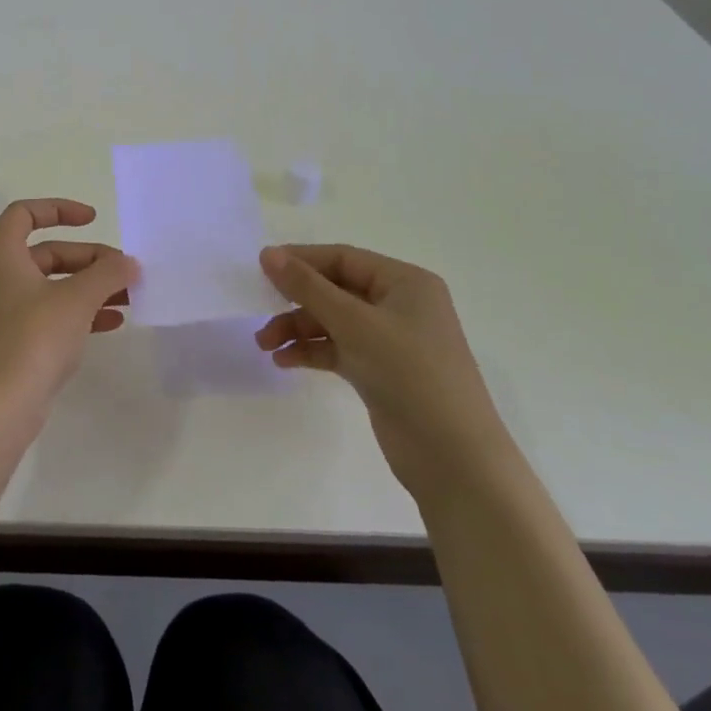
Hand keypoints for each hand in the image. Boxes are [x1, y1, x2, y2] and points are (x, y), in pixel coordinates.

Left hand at [0, 199, 137, 438]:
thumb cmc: (32, 339)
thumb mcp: (77, 299)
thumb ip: (107, 274)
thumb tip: (128, 264)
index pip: (25, 213)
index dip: (60, 209)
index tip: (94, 220)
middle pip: (44, 252)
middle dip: (87, 259)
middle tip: (123, 272)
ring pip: (47, 285)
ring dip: (87, 287)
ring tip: (127, 299)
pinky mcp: (4, 340)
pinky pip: (43, 313)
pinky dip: (74, 312)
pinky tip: (110, 323)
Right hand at [256, 244, 515, 500]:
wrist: (453, 457)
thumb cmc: (409, 373)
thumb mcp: (354, 323)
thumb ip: (308, 287)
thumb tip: (267, 253)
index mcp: (405, 282)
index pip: (343, 259)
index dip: (301, 260)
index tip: (260, 268)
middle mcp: (400, 305)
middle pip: (335, 290)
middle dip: (296, 302)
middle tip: (258, 312)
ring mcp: (391, 341)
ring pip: (333, 322)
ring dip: (298, 330)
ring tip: (265, 345)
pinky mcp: (381, 371)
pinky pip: (338, 349)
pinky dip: (312, 352)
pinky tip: (284, 361)